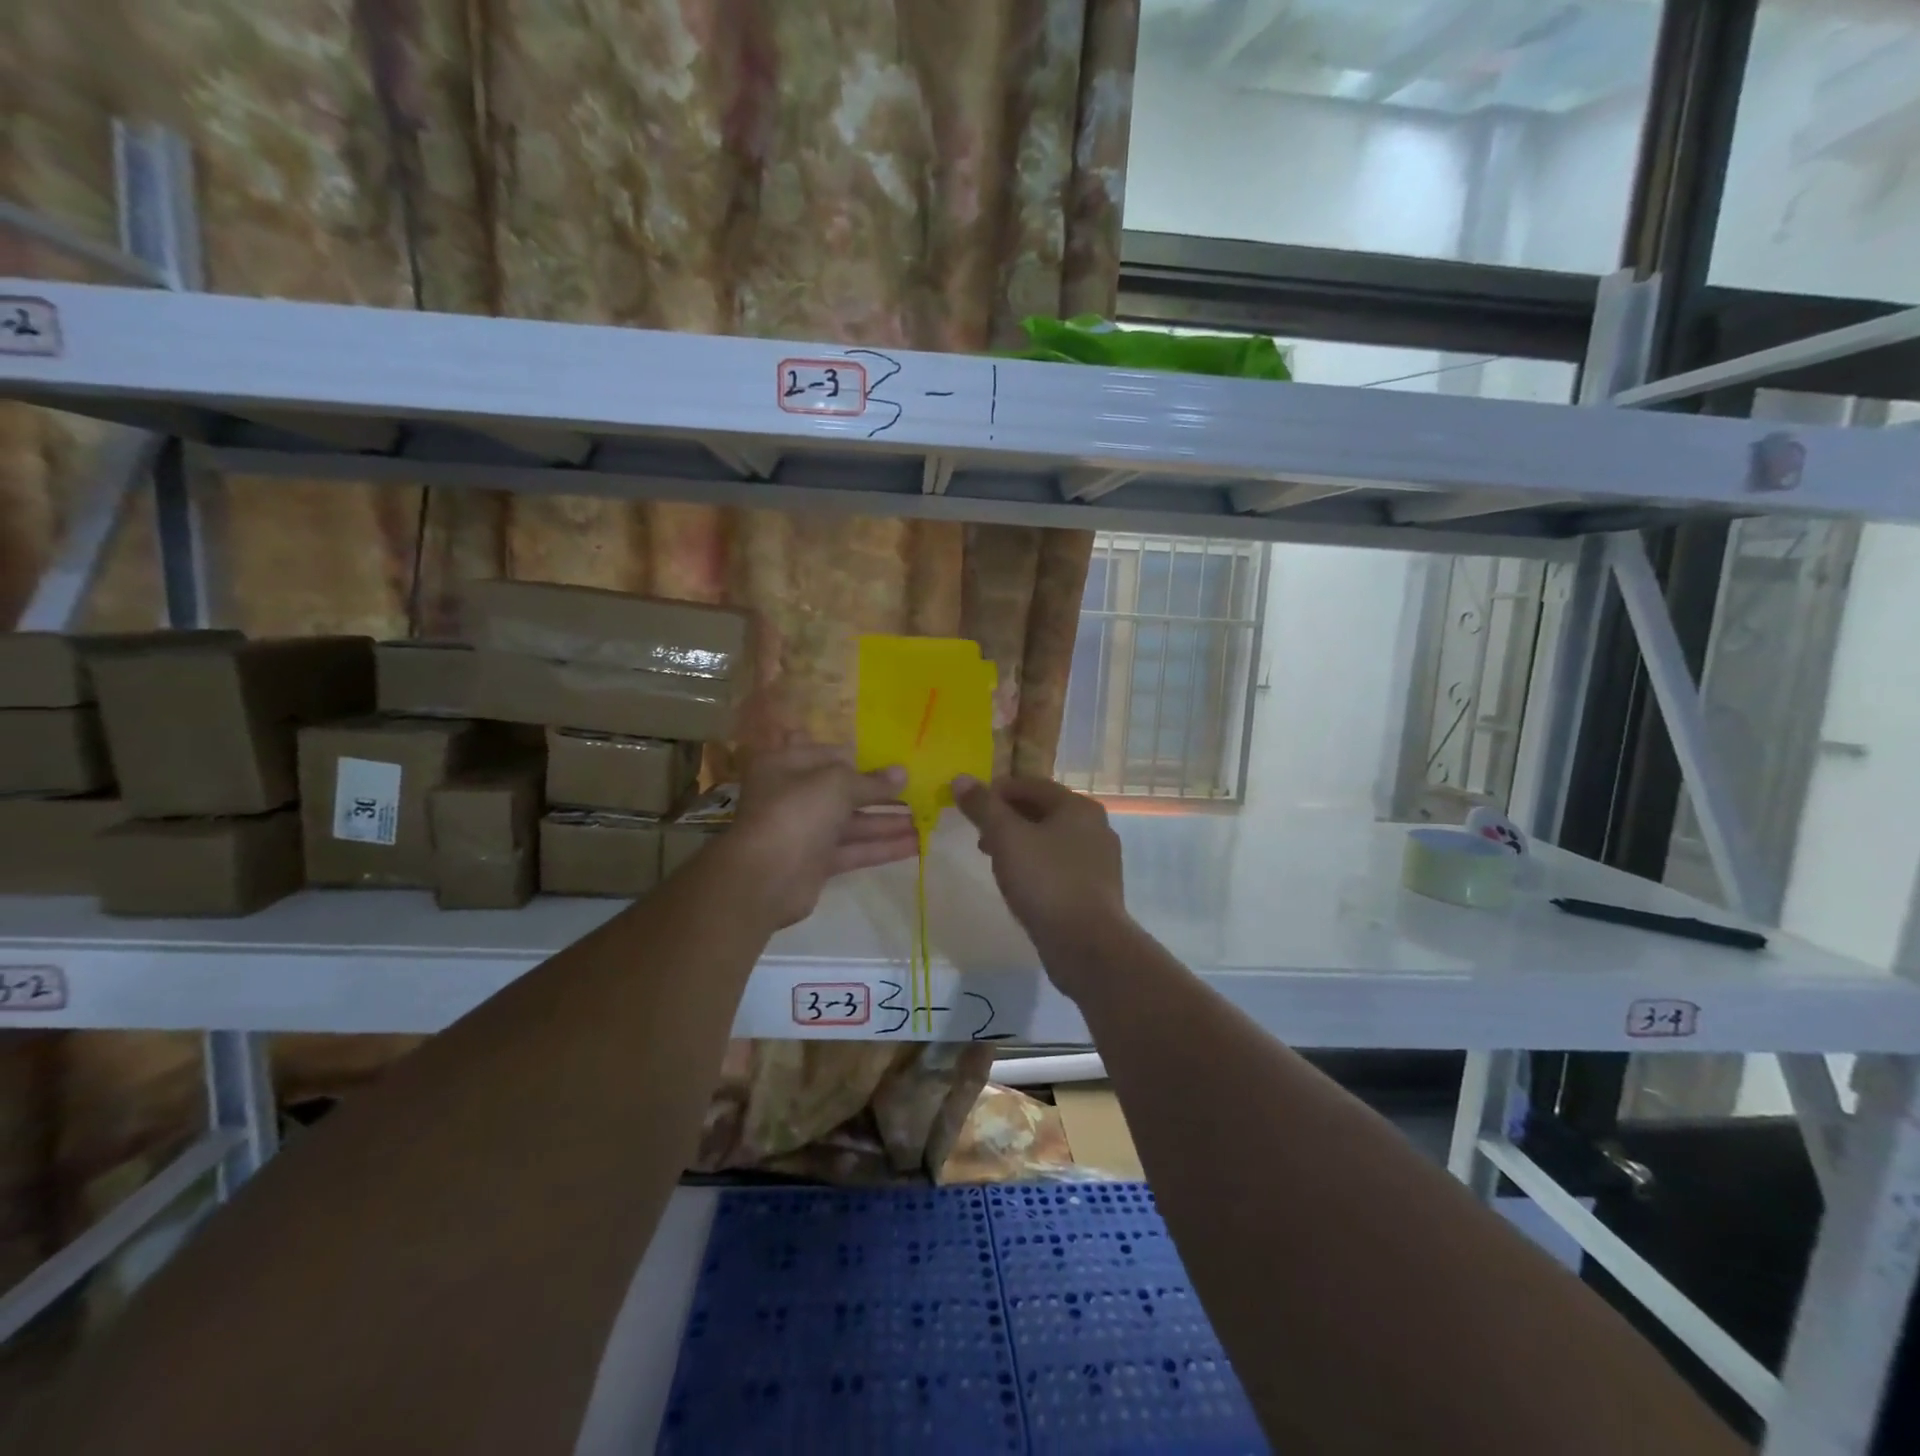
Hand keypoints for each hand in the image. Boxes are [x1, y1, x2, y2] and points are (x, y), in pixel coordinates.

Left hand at [724, 741, 915, 927]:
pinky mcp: (816, 862)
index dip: (864, 759)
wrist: (764, 876)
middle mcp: (793, 795)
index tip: (897, 763)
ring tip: (925, 820)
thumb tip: (902, 774)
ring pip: (852, 823)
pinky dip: (881, 847)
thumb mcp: (837, 784)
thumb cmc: (796, 812)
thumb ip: (871, 781)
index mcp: (787, 765)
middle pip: (844, 791)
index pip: (831, 755)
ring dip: (887, 822)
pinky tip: (915, 845)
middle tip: (919, 792)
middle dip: (881, 793)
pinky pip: (853, 850)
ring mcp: (805, 831)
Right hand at [952, 774, 1128, 986]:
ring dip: (1020, 843)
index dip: (997, 791)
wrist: (1087, 944)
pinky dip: (1037, 866)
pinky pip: (1060, 866)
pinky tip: (1020, 884)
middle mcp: (1095, 827)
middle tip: (979, 834)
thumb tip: (960, 778)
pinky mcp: (1096, 889)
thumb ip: (983, 807)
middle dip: (1008, 818)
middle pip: (1043, 811)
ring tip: (994, 860)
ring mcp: (1099, 860)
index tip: (970, 806)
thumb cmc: (1046, 881)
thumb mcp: (1007, 838)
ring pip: (1051, 840)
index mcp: (1078, 806)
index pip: (1031, 784)